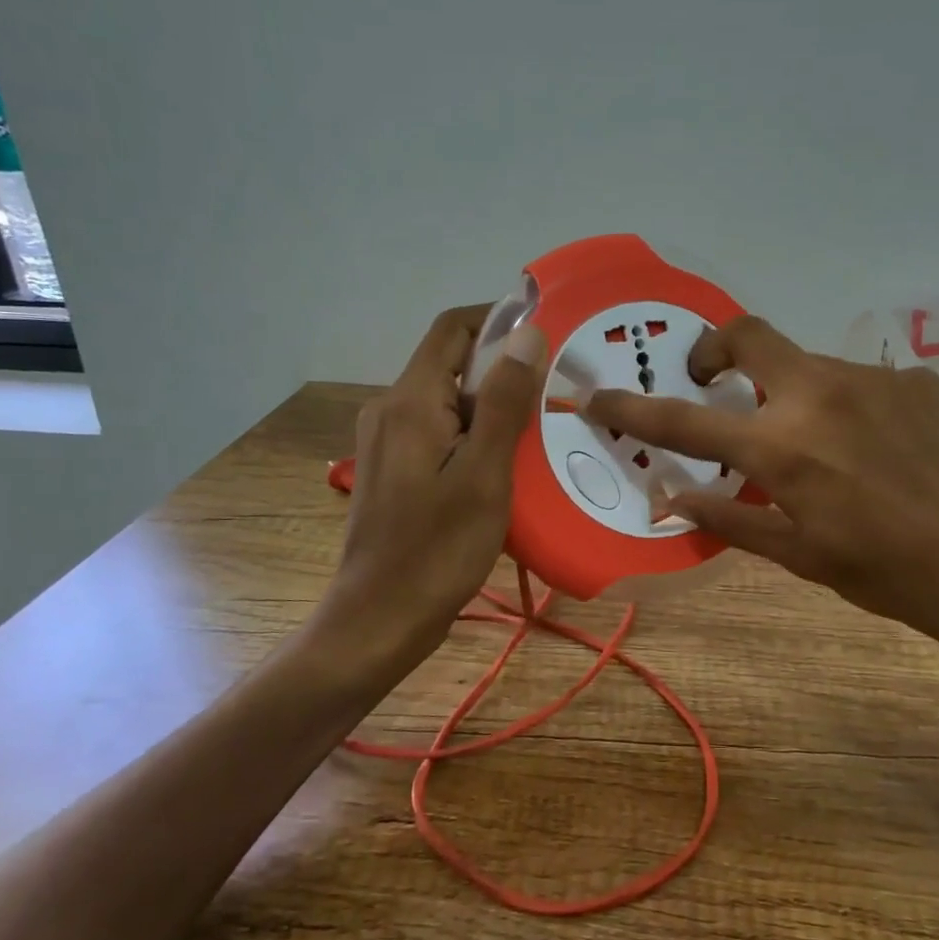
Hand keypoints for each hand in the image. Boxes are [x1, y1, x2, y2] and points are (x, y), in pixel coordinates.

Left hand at [322, 305, 546, 672]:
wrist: (379, 620)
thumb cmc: (437, 549)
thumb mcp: (484, 474)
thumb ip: (506, 402)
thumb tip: (528, 334)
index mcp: (411, 401)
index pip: (453, 330)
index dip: (499, 319)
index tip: (548, 335)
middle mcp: (392, 410)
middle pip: (453, 365)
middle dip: (505, 371)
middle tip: (558, 392)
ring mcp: (390, 442)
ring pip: (451, 402)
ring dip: (496, 408)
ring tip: (544, 431)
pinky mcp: (397, 470)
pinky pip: (442, 434)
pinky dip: (478, 437)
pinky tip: (511, 466)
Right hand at [588, 317, 938, 693]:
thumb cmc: (888, 574)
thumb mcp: (799, 556)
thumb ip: (730, 518)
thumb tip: (671, 499)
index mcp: (783, 447)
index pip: (684, 421)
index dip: (632, 410)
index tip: (598, 398)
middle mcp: (821, 395)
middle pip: (748, 335)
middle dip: (715, 350)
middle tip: (714, 383)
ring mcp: (874, 378)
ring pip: (809, 366)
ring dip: (794, 394)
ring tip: (822, 448)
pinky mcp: (918, 380)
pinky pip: (862, 382)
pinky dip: (847, 407)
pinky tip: (878, 449)